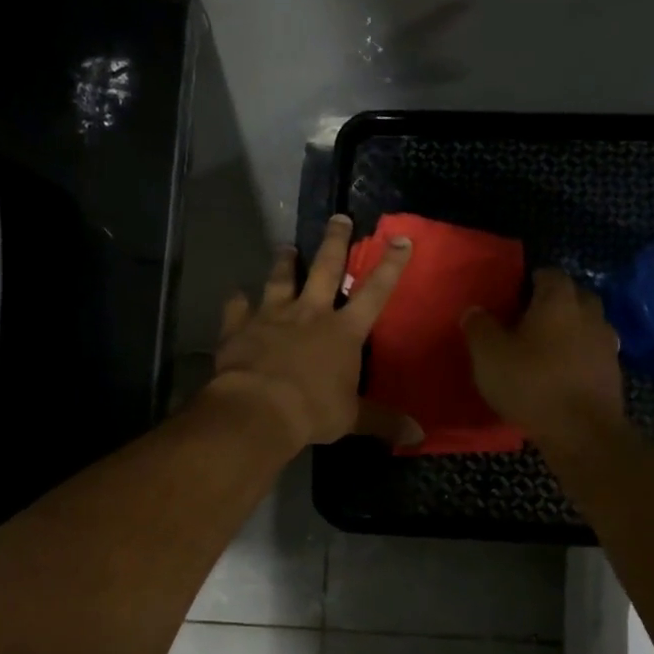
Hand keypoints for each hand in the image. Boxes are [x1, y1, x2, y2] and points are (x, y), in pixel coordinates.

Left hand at [205, 214, 421, 451]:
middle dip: (335, 242)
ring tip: (286, 246)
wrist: (258, 409)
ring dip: (284, 263)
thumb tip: (419, 436)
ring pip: (280, 280)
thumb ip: (383, 421)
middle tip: (338, 218)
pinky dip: (236, 301)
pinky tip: (235, 294)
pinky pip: (237, 308)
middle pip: (325, 269)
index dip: (390, 266)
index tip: (400, 239)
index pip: (375, 293)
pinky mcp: (239, 328)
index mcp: (343, 332)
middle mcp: (309, 314)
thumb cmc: (312, 410)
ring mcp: (272, 316)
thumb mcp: (352, 418)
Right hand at [462, 268, 624, 444]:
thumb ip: (479, 327)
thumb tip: (475, 310)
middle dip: (552, 304)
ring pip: (584, 326)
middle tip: (525, 321)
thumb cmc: (531, 384)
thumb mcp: (488, 355)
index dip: (529, 282)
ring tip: (542, 350)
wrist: (581, 432)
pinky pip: (591, 354)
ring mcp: (606, 343)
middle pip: (572, 296)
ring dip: (567, 332)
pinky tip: (560, 375)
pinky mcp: (613, 372)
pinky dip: (577, 358)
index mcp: (559, 299)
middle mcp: (589, 312)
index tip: (512, 297)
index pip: (548, 274)